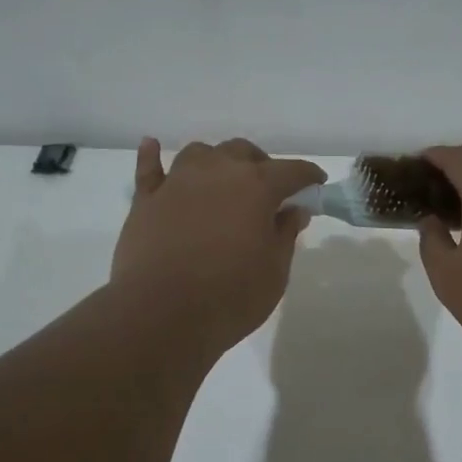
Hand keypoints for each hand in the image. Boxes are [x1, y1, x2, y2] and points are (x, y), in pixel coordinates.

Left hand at [111, 138, 325, 352]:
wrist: (161, 314)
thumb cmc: (230, 296)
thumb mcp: (275, 272)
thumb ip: (285, 234)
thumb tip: (293, 210)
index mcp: (256, 187)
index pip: (291, 171)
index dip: (307, 176)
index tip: (315, 184)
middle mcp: (216, 172)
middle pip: (243, 152)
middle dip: (260, 165)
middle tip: (268, 191)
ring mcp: (177, 182)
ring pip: (200, 153)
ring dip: (216, 161)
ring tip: (221, 181)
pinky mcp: (145, 200)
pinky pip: (149, 168)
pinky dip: (153, 156)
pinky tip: (153, 147)